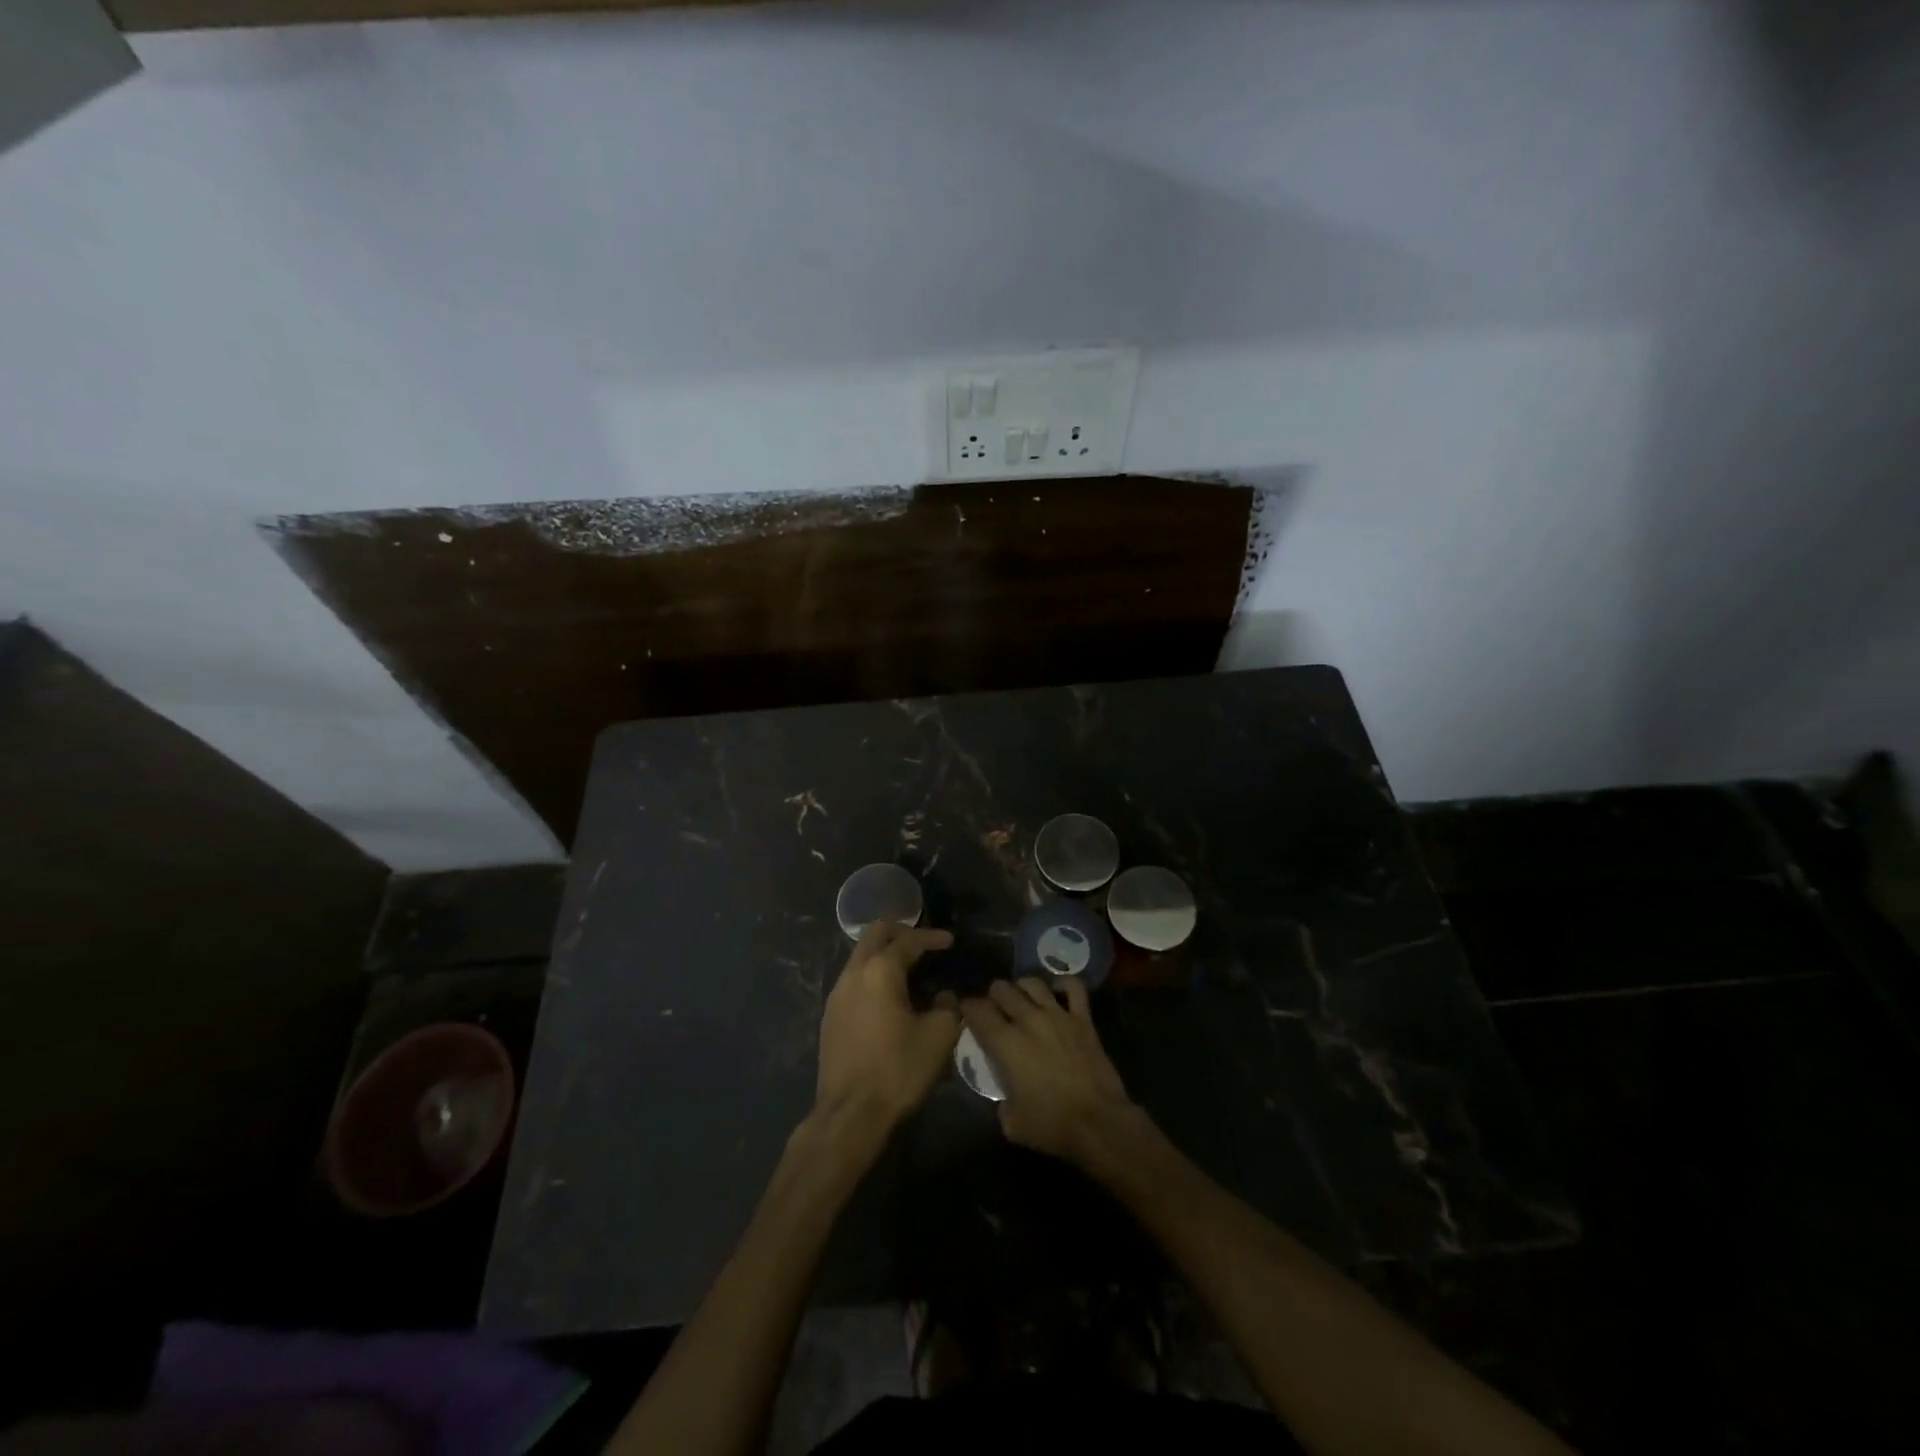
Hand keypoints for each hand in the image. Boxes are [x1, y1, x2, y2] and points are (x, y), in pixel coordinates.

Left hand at [815, 923, 959, 1126]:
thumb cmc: (898, 1070)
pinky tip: (888, 996)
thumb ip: (948, 1007)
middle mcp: (853, 973)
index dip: (932, 937)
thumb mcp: (938, 1037)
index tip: (950, 941)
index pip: (909, 940)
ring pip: (860, 956)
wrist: (850, 1113)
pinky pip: (853, 980)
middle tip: (924, 943)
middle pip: (875, 934)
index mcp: (880, 971)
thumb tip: (945, 997)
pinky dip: (873, 975)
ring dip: (884, 954)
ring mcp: (837, 994)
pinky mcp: (830, 1016)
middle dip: (901, 932)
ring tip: (909, 968)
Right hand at [960, 976, 1136, 1165]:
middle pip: (1002, 990)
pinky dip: (1062, 985)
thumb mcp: (1011, 1122)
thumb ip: (1001, 1099)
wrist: (1099, 1123)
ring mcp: (1058, 1015)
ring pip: (1032, 983)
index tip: (966, 1013)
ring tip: (1021, 998)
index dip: (967, 1008)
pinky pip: (1073, 987)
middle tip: (994, 1009)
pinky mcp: (1083, 1019)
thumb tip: (1005, 1091)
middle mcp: (1029, 1020)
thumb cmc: (1051, 1125)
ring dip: (1021, 988)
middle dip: (993, 996)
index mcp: (1006, 1043)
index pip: (978, 1011)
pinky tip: (1056, 992)